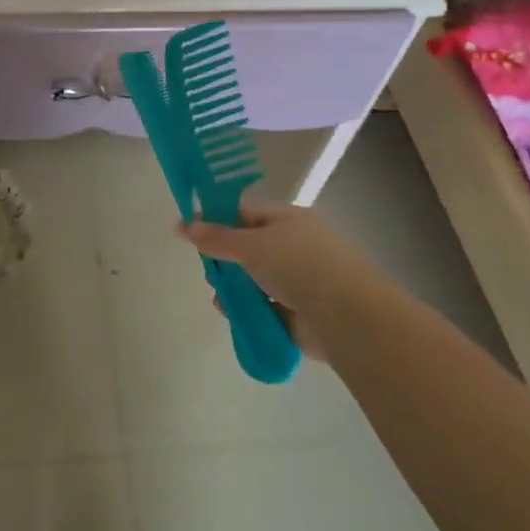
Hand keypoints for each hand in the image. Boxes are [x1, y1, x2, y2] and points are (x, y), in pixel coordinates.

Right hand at [179, 198, 381, 359]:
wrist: (347, 318)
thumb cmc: (299, 267)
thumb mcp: (251, 245)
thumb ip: (215, 237)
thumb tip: (182, 224)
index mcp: (288, 219)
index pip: (246, 212)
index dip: (218, 220)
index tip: (192, 233)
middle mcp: (296, 245)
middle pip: (249, 247)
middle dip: (225, 259)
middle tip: (207, 270)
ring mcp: (300, 280)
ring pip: (256, 279)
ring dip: (235, 287)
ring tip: (218, 297)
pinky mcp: (301, 312)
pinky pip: (266, 306)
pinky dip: (249, 310)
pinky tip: (232, 315)